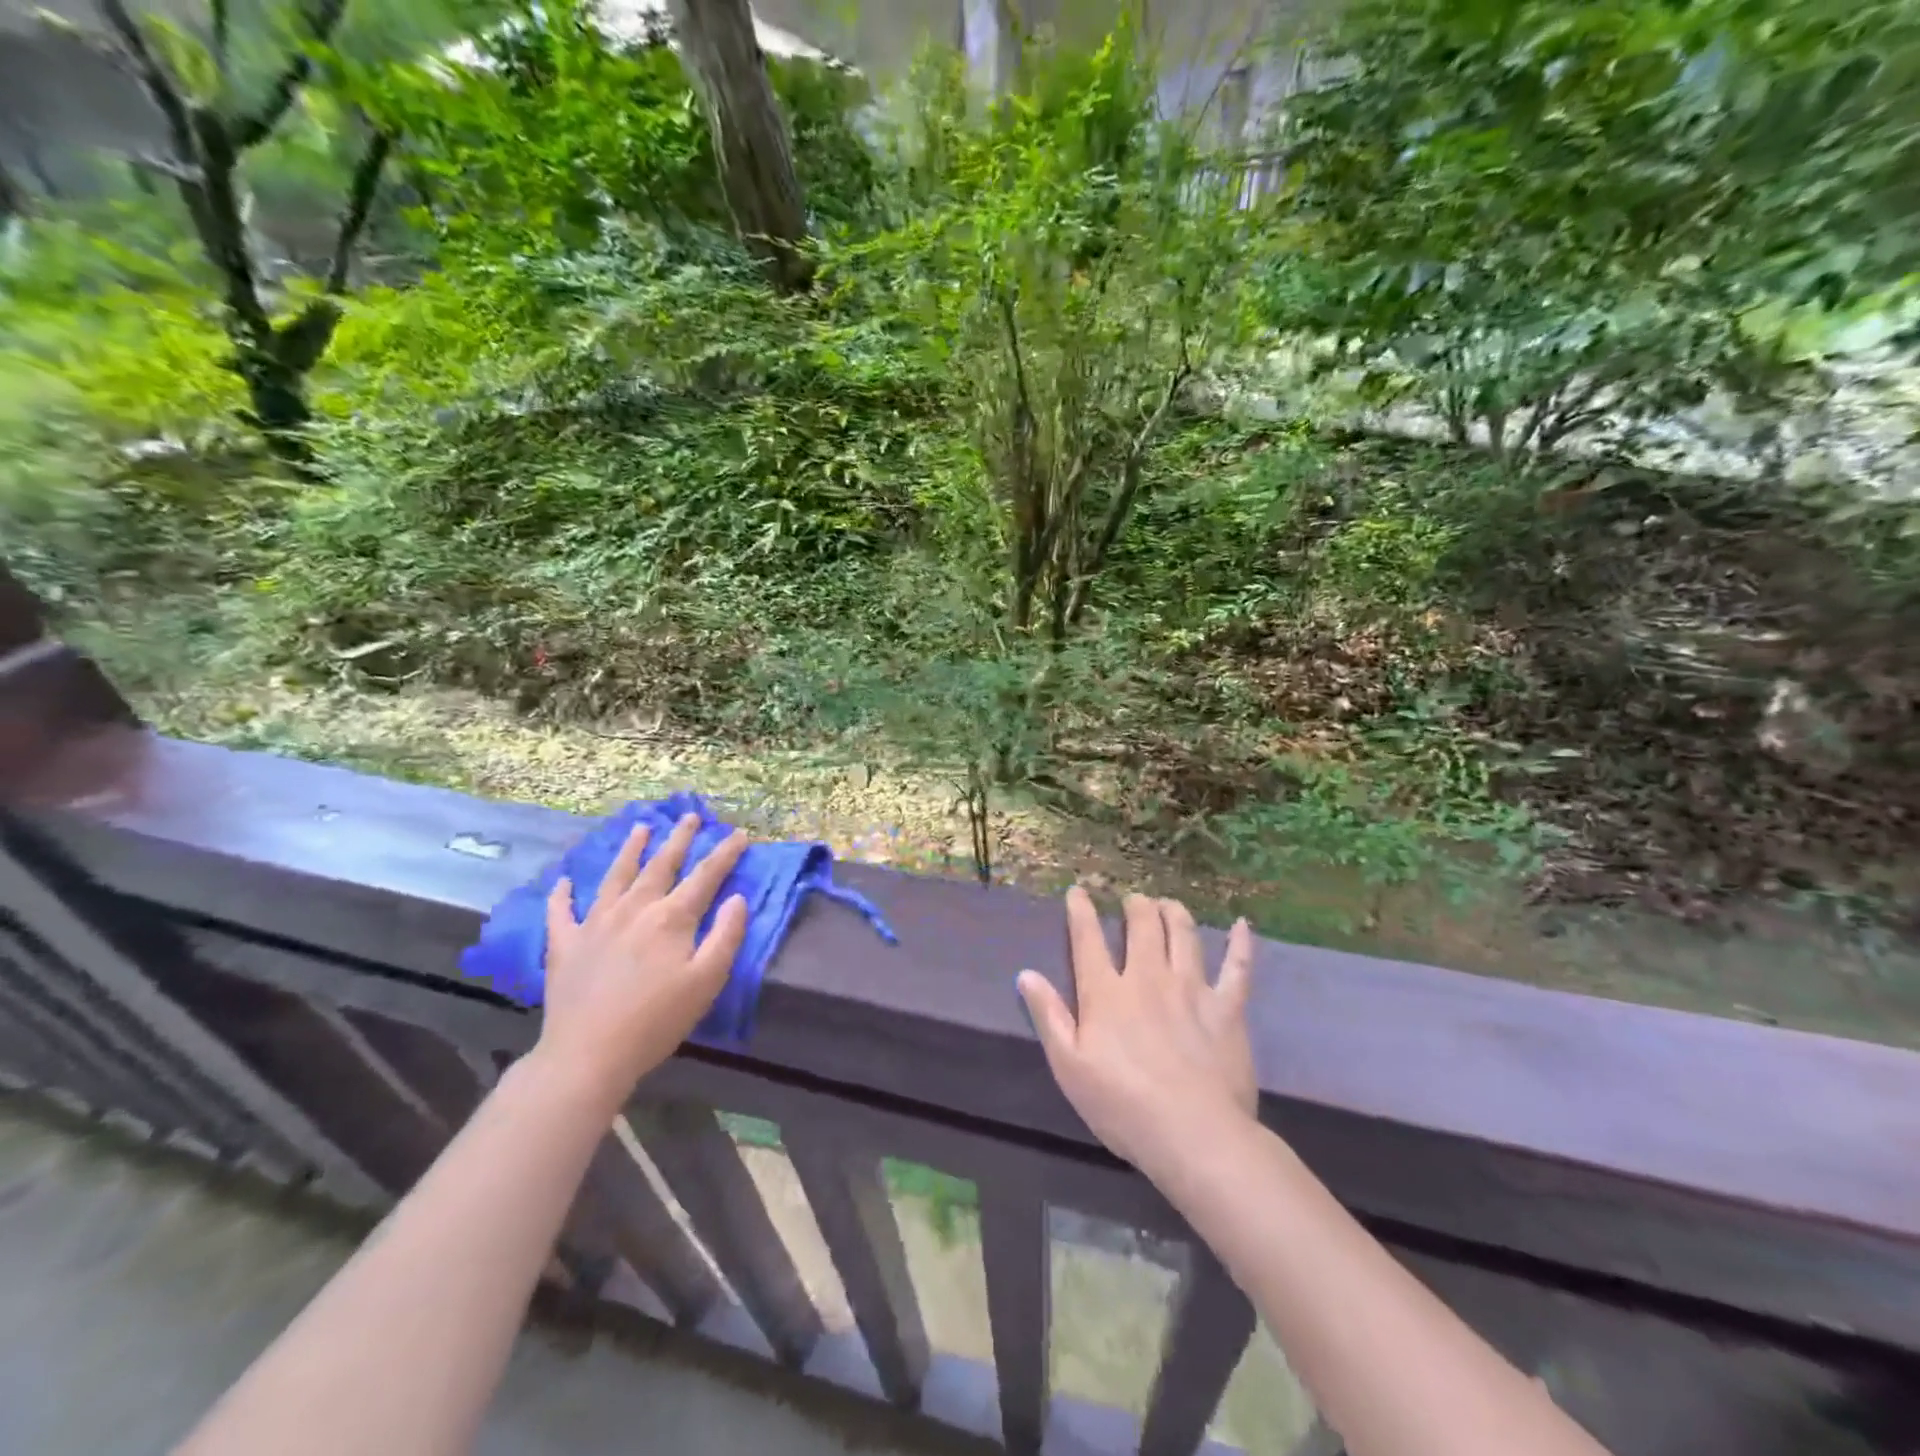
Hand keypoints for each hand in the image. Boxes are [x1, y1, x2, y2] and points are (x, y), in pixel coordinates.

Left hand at [533, 813, 748, 1108]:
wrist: (588, 1054)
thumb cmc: (657, 1020)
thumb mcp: (707, 981)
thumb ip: (726, 935)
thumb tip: (737, 898)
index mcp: (671, 918)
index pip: (705, 876)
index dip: (725, 854)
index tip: (740, 833)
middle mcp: (634, 909)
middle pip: (660, 865)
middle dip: (679, 838)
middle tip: (689, 815)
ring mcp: (595, 923)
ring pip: (616, 876)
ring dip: (630, 850)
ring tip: (640, 827)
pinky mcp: (565, 944)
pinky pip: (561, 911)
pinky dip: (562, 894)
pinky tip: (564, 881)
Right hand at [1019, 889, 1256, 1179]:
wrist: (1194, 1134)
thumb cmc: (1122, 1106)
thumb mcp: (1069, 1067)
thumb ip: (1049, 1016)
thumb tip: (1026, 974)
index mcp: (1106, 993)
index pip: (1088, 940)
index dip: (1080, 911)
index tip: (1078, 891)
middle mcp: (1148, 978)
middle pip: (1142, 927)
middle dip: (1136, 906)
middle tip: (1134, 900)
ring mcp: (1192, 989)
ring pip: (1183, 935)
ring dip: (1174, 913)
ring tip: (1168, 903)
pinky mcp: (1227, 1008)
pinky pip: (1238, 967)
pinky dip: (1240, 944)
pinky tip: (1241, 925)